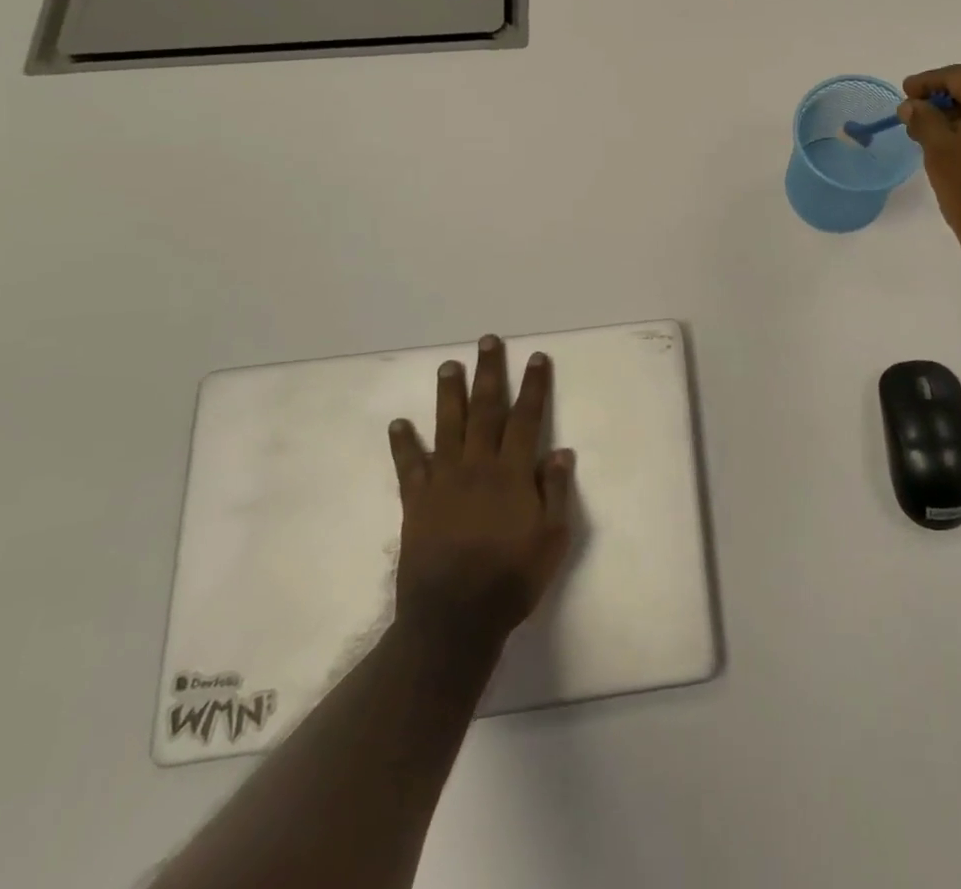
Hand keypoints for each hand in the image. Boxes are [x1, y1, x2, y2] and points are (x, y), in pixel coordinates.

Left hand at [387, 335, 575, 651]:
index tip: (537, 357)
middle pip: (486, 410)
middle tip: (487, 341)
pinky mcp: (416, 503)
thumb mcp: (552, 539)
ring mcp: (444, 482)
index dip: (534, 386)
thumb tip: (561, 451)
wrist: (454, 620)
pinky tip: (398, 424)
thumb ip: (556, 492)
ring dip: (450, 394)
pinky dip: (404, 444)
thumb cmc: (511, 579)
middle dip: (489, 373)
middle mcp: (478, 466)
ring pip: (448, 427)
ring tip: (448, 366)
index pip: (526, 418)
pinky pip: (409, 467)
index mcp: (513, 473)